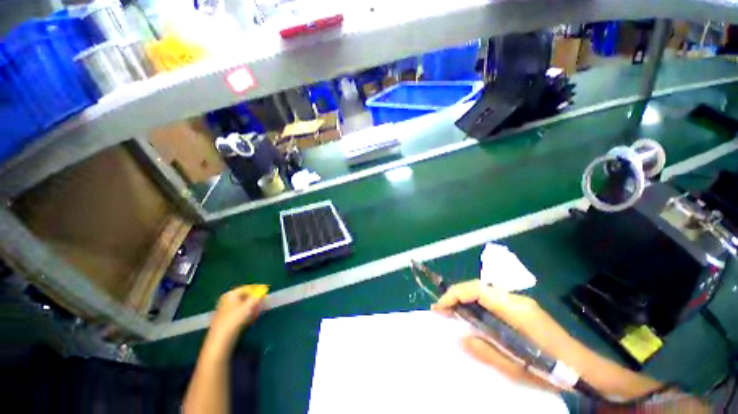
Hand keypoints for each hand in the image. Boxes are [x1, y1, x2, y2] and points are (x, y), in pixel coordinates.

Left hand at [206, 285, 266, 351]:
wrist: (221, 340)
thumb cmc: (234, 319)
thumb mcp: (248, 306)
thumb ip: (257, 296)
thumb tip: (264, 289)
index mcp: (230, 295)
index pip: (247, 288)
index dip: (257, 290)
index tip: (266, 292)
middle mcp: (227, 301)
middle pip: (245, 297)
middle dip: (256, 300)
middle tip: (264, 303)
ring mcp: (227, 311)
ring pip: (244, 306)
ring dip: (253, 307)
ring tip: (260, 311)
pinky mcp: (228, 321)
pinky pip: (241, 313)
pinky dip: (248, 314)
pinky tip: (254, 318)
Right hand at [432, 280, 576, 389]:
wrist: (585, 367)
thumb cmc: (553, 370)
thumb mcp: (518, 368)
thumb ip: (486, 351)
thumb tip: (459, 338)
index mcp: (516, 310)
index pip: (478, 290)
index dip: (455, 294)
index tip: (440, 307)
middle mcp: (516, 299)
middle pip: (478, 287)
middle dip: (456, 295)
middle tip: (441, 310)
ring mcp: (519, 302)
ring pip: (483, 292)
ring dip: (464, 299)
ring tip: (451, 313)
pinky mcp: (521, 307)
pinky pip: (491, 299)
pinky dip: (475, 304)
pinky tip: (471, 316)